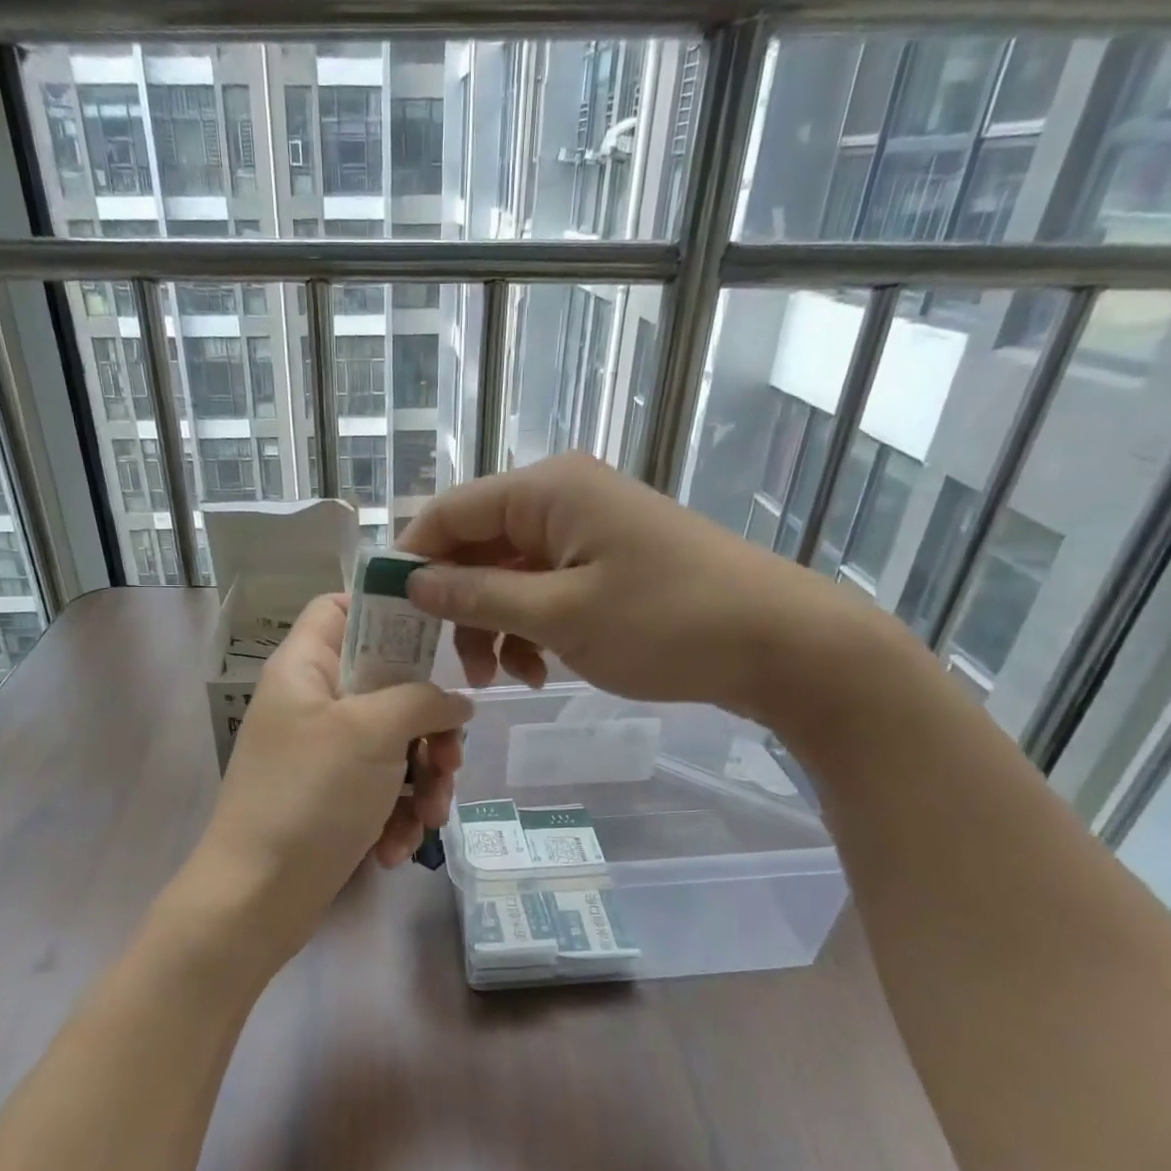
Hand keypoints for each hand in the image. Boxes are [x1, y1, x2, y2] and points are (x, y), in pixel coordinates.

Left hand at [190, 593, 470, 962]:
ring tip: (429, 818)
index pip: (341, 607)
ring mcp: (323, 754)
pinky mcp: (334, 799)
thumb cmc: (309, 796)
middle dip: (429, 728)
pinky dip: (398, 814)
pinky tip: (396, 848)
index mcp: (305, 668)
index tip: (435, 643)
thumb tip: (458, 703)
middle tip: (448, 760)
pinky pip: (382, 789)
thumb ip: (424, 700)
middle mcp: (313, 703)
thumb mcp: (373, 732)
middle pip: (388, 685)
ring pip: (395, 744)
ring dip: (424, 782)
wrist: (257, 900)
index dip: (387, 612)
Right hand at [397, 452, 890, 730]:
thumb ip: (478, 598)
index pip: (450, 512)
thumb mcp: (560, 615)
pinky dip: (531, 629)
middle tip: (454, 668)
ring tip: (505, 679)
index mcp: (546, 491)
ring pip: (508, 576)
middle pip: (477, 548)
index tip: (391, 617)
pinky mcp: (606, 563)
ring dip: (494, 627)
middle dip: (459, 608)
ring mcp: (586, 532)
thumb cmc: (666, 623)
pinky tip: (540, 671)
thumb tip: (413, 582)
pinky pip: (544, 590)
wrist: (779, 643)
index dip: (413, 561)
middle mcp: (561, 499)